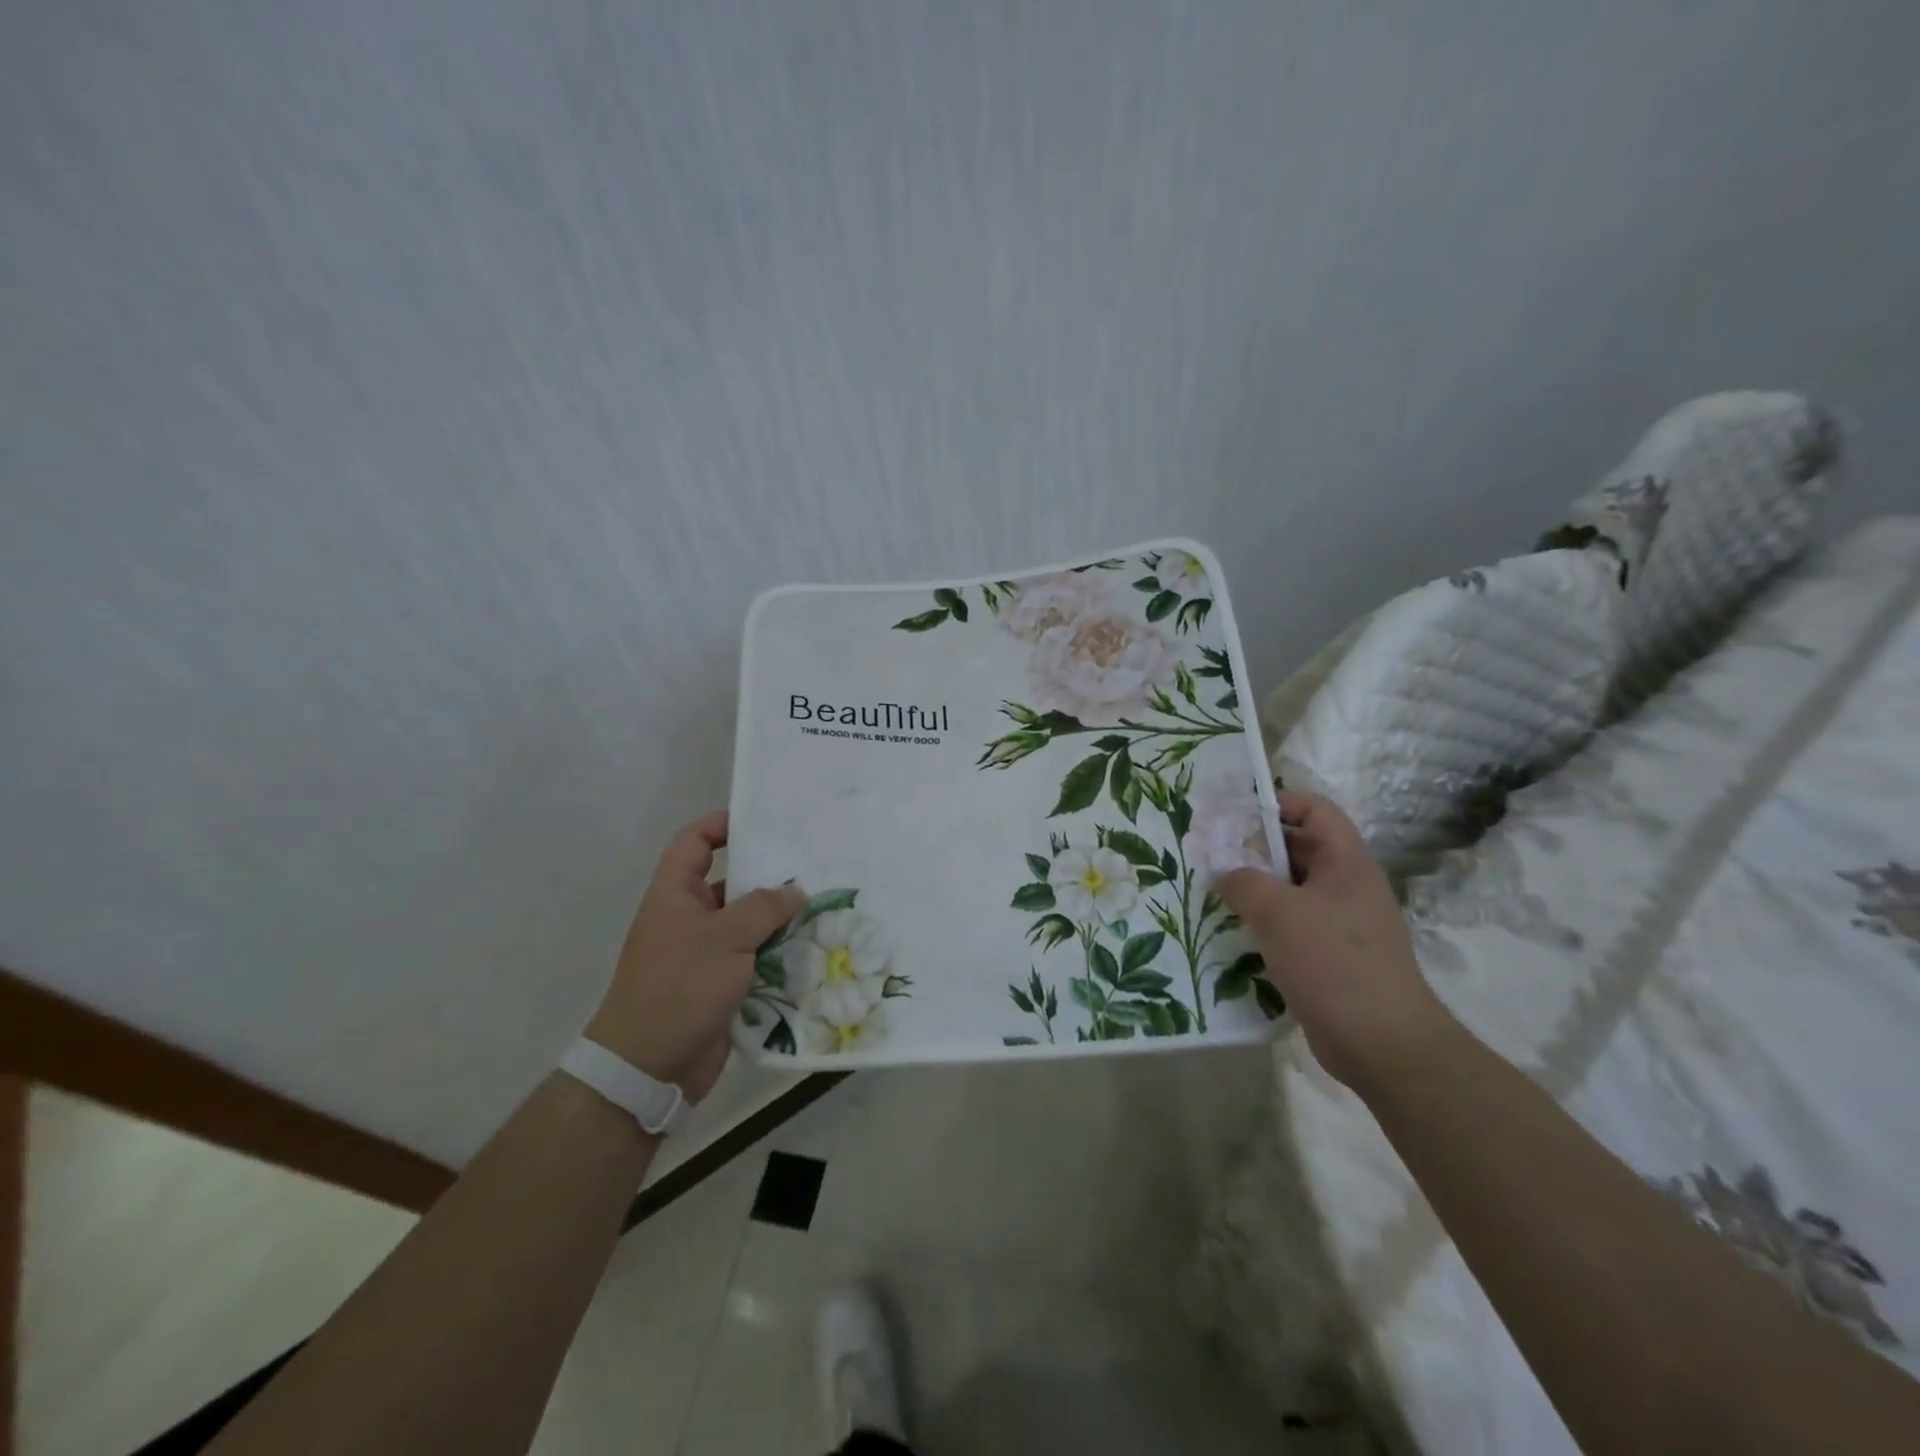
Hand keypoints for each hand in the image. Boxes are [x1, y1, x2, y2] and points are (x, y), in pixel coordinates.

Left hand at [585, 811, 803, 1101]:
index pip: (694, 842)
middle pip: (730, 881)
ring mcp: (705, 953)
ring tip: (824, 903)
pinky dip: (779, 953)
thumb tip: (796, 890)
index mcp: (675, 894)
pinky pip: (755, 957)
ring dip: (780, 918)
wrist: (649, 1066)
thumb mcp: (725, 937)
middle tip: (812, 863)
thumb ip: (764, 907)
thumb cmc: (679, 986)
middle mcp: (688, 917)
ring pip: (748, 923)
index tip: (762, 820)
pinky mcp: (722, 984)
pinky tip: (814, 947)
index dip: (721, 824)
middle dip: (767, 874)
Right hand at [1218, 790, 1455, 1093]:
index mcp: (1346, 862)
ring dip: (1255, 888)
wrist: (1382, 1044)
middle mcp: (1347, 885)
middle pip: (1299, 848)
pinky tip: (1233, 931)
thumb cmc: (1333, 961)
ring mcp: (1341, 923)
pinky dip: (1264, 922)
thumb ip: (1242, 881)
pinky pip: (1292, 924)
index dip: (1278, 803)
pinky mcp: (1331, 956)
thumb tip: (1224, 875)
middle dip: (1254, 848)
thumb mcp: (1277, 911)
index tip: (1234, 815)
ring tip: (1213, 891)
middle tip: (1210, 853)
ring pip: (1291, 889)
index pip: (1315, 810)